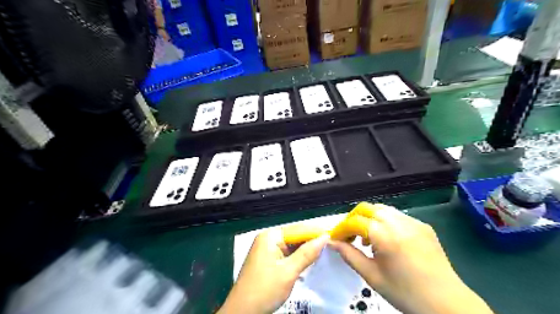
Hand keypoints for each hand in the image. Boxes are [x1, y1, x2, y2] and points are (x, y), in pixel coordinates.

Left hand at [217, 227, 328, 312]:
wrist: (242, 312)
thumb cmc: (264, 290)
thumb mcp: (288, 272)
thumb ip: (307, 253)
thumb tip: (325, 237)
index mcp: (270, 236)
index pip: (298, 229)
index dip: (316, 233)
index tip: (334, 236)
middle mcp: (268, 238)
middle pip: (294, 236)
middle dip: (311, 241)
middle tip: (331, 245)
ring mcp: (267, 249)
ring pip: (291, 245)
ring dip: (305, 249)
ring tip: (324, 251)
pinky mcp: (268, 259)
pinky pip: (286, 253)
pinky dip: (297, 257)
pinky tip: (309, 259)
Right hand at [330, 205, 491, 313]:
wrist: (447, 304)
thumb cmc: (405, 293)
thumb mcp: (372, 276)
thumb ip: (349, 255)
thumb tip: (332, 242)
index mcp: (385, 236)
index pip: (355, 221)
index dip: (341, 228)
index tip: (335, 238)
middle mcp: (399, 222)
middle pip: (367, 208)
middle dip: (353, 218)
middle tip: (349, 235)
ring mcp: (413, 222)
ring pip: (382, 209)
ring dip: (369, 218)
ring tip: (367, 238)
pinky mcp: (423, 225)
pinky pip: (397, 216)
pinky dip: (385, 222)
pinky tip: (387, 239)